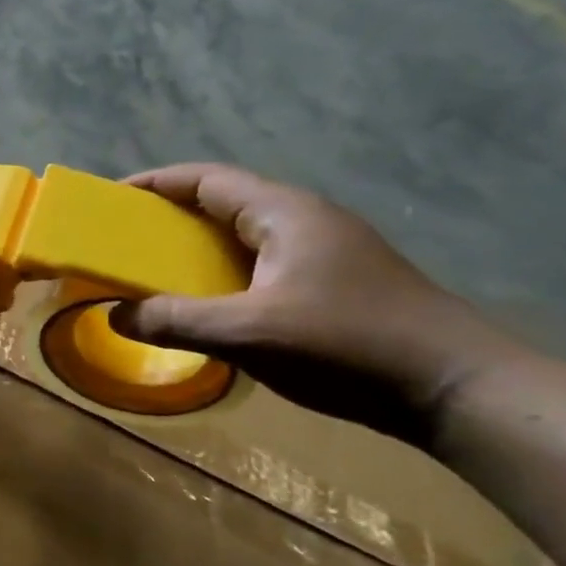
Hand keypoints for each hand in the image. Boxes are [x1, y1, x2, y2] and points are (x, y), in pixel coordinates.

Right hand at [108, 164, 517, 444]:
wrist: (455, 385)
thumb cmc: (347, 343)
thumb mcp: (248, 333)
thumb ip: (175, 321)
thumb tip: (114, 314)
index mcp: (284, 213)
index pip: (206, 179)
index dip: (155, 183)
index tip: (110, 199)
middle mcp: (303, 221)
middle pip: (222, 204)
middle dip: (169, 217)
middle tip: (124, 241)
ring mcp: (323, 252)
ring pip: (242, 237)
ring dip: (195, 249)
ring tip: (154, 273)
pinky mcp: (333, 284)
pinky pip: (259, 265)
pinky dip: (221, 275)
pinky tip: (207, 306)